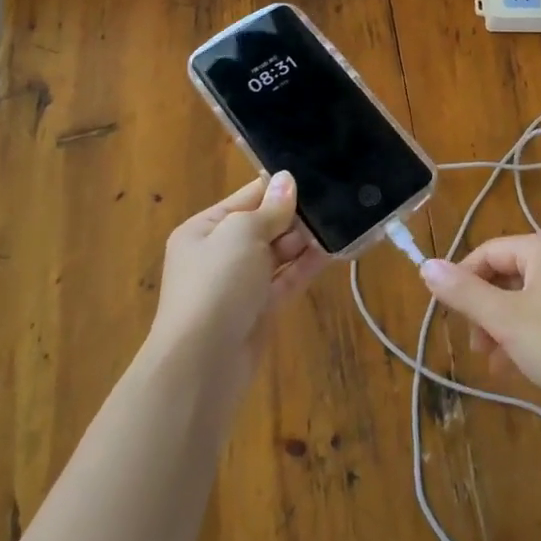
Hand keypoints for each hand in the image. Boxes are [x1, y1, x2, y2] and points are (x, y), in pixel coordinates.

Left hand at [142, 172, 330, 396]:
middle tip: (332, 203)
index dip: (279, 188)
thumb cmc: (217, 284)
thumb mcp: (242, 234)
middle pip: (265, 225)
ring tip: (338, 223)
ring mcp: (240, 284)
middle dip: (295, 216)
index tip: (315, 177)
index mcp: (205, 229)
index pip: (248, 197)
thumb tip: (287, 179)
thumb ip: (270, 208)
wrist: (202, 363)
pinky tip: (331, 251)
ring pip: (278, 253)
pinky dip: (306, 267)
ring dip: (304, 241)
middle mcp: (220, 254)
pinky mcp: (259, 310)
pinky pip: (286, 279)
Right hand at [418, 230, 540, 422]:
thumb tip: (425, 265)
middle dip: (484, 310)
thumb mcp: (507, 321)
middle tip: (475, 346)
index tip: (450, 318)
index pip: (487, 253)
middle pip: (505, 274)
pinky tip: (514, 366)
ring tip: (492, 362)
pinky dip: (524, 334)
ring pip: (523, 298)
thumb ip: (465, 294)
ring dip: (501, 326)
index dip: (462, 282)